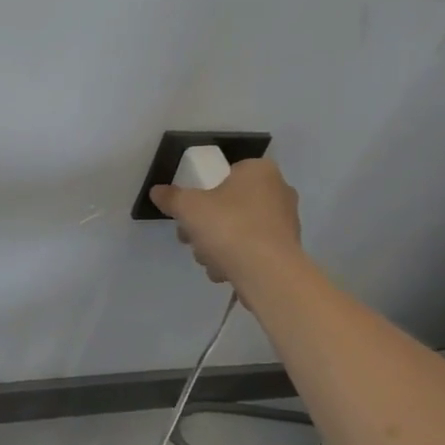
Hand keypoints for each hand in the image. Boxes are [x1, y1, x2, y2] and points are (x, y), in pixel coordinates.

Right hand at [149, 158, 301, 287]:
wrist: (267, 273)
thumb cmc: (229, 227)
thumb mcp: (188, 207)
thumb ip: (171, 197)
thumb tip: (157, 191)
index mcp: (260, 171)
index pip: (227, 173)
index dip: (204, 191)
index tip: (190, 211)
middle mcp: (279, 191)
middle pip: (230, 204)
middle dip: (207, 224)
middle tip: (191, 238)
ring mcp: (287, 222)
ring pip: (240, 228)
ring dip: (219, 244)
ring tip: (207, 260)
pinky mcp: (287, 250)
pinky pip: (254, 249)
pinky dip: (237, 259)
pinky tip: (225, 272)